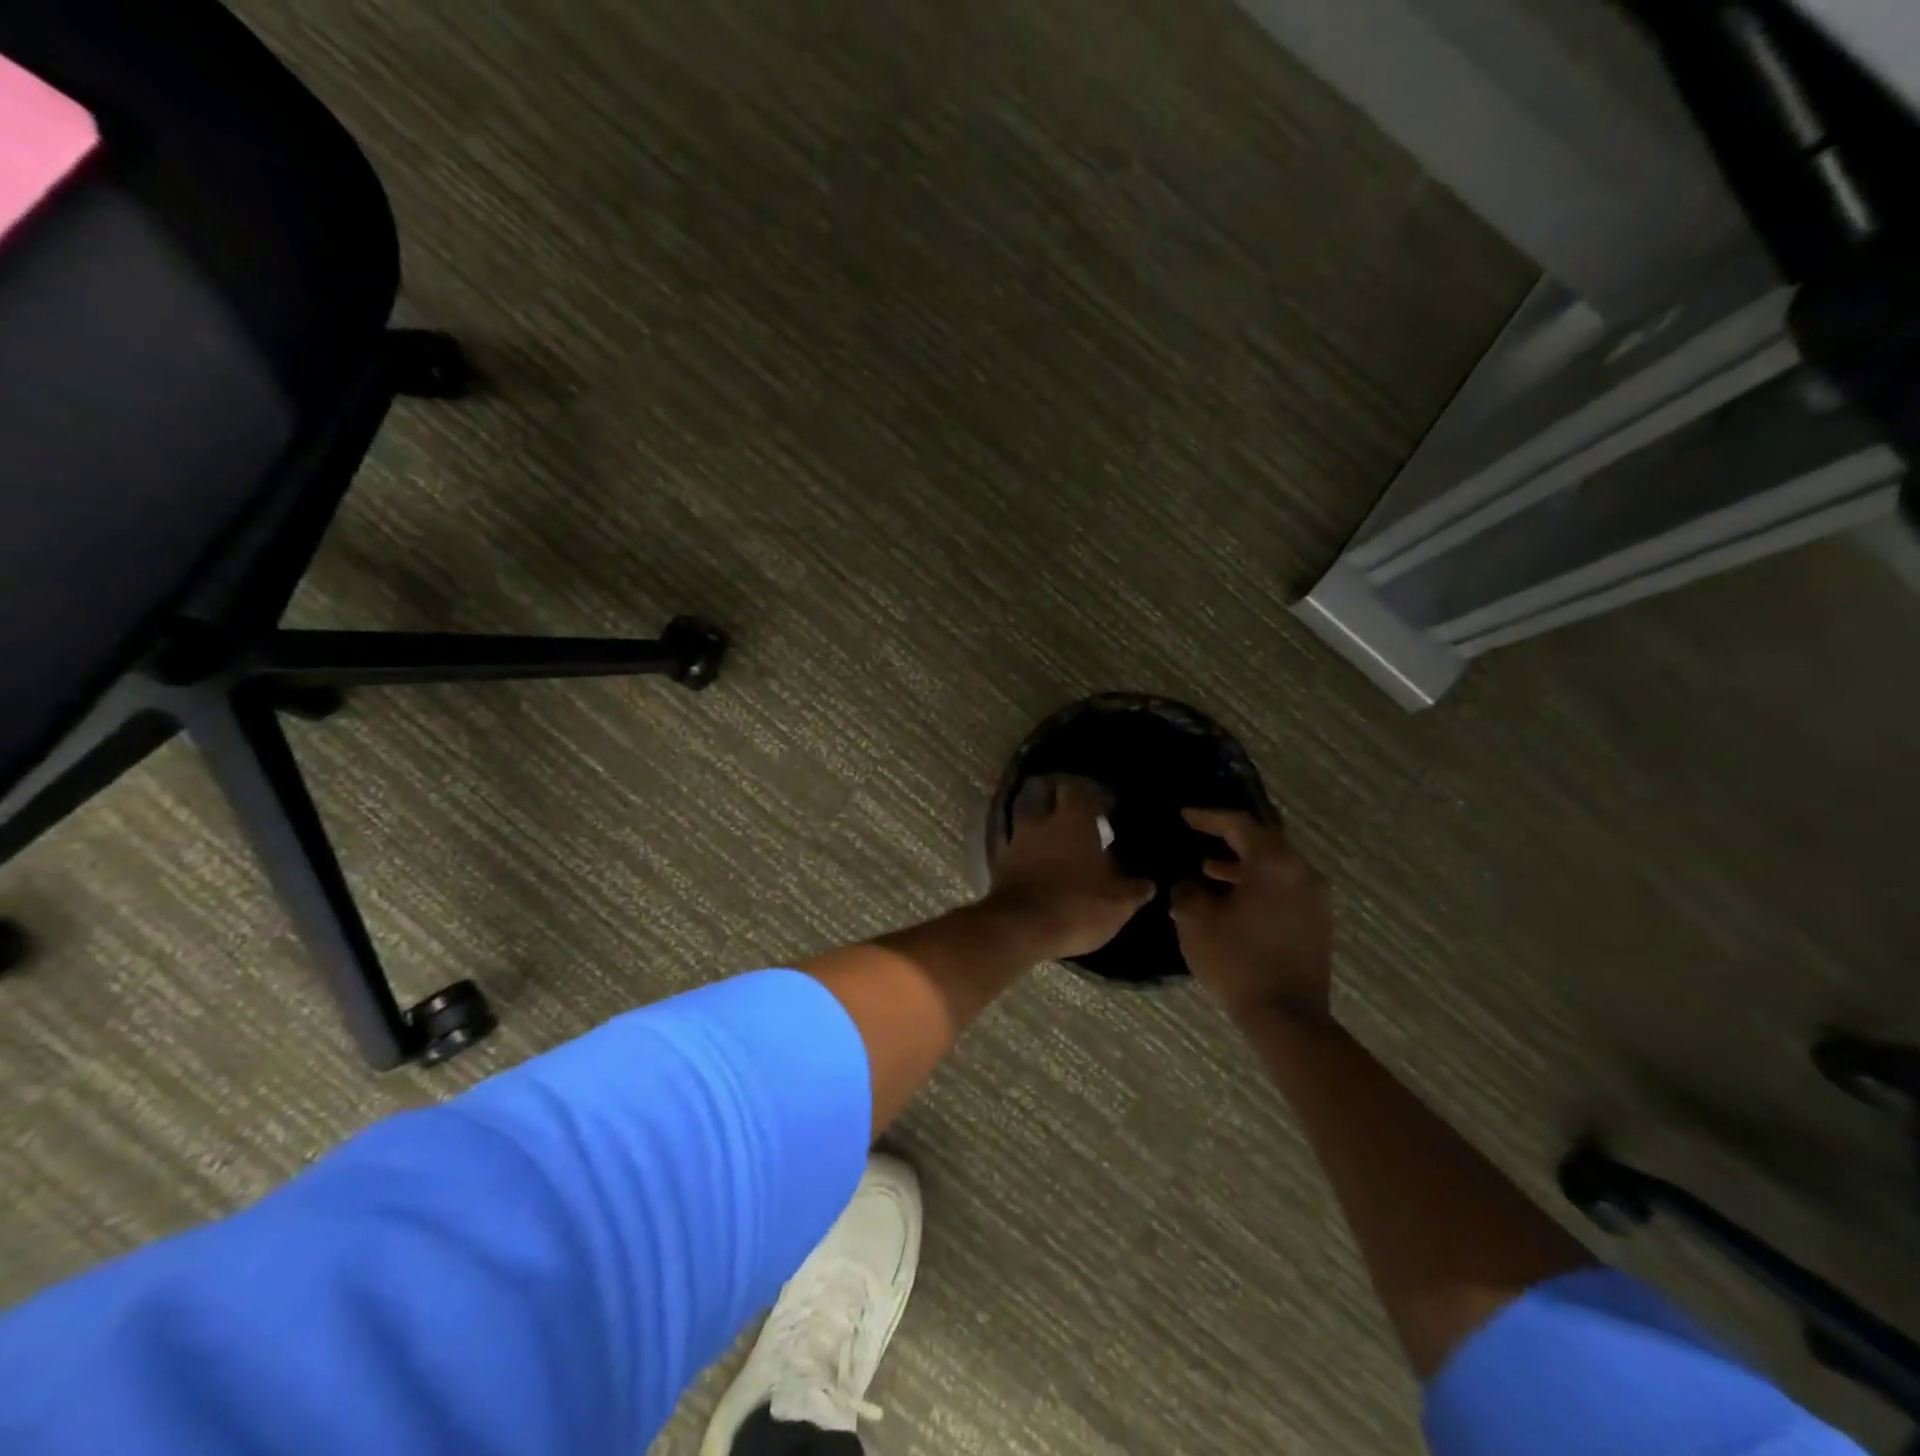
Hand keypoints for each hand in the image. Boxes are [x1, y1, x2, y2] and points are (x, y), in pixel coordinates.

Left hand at [984, 776, 1153, 961]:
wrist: (1020, 929)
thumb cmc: (1077, 905)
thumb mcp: (1118, 903)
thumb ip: (1134, 889)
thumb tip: (1149, 884)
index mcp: (1072, 819)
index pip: (1076, 788)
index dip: (1089, 793)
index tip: (1102, 806)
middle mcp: (1041, 822)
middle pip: (1045, 797)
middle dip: (1058, 802)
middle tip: (1076, 818)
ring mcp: (1016, 842)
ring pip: (1028, 823)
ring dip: (1041, 830)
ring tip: (1057, 845)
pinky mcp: (1000, 865)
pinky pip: (1016, 850)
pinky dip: (1027, 855)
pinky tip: (1039, 868)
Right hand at [1170, 809, 1331, 1024]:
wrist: (1287, 1017)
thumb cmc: (1237, 961)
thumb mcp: (1196, 921)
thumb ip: (1188, 890)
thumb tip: (1189, 883)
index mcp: (1274, 863)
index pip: (1239, 824)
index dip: (1208, 817)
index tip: (1185, 815)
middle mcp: (1301, 872)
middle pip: (1263, 840)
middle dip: (1229, 838)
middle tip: (1199, 835)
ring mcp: (1314, 897)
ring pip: (1274, 866)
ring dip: (1242, 864)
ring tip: (1207, 868)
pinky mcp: (1317, 921)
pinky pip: (1283, 887)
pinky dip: (1257, 883)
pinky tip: (1231, 898)